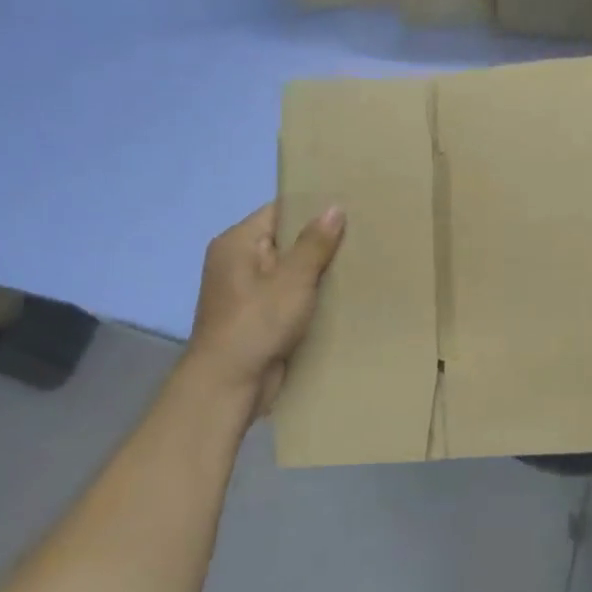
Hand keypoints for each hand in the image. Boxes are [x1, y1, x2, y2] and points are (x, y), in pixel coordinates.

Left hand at [187, 202, 344, 409]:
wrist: (230, 384)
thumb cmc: (258, 323)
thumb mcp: (293, 279)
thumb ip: (314, 243)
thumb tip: (334, 207)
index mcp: (236, 243)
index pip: (279, 212)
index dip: (312, 209)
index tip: (349, 208)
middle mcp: (237, 262)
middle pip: (284, 241)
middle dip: (319, 243)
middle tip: (362, 236)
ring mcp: (245, 292)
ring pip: (289, 272)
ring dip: (317, 273)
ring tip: (358, 263)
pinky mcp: (257, 318)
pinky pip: (287, 297)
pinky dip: (309, 297)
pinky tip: (340, 296)